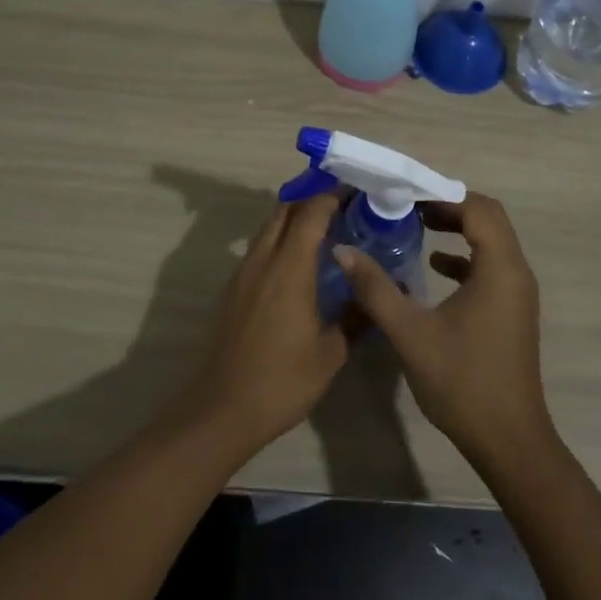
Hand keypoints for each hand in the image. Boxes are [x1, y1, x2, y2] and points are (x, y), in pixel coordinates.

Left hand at [179, 192, 348, 453]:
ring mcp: (243, 273)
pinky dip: (280, 241)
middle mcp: (263, 260)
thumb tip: (378, 296)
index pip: (311, 212)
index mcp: (289, 267)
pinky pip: (259, 249)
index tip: (356, 191)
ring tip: (325, 231)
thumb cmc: (283, 380)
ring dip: (293, 219)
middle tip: (343, 206)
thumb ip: (356, 316)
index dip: (332, 196)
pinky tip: (298, 265)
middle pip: (284, 210)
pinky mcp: (233, 289)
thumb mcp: (331, 352)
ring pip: (268, 228)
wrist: (223, 408)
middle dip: (312, 200)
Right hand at [339, 193, 552, 467]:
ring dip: (458, 229)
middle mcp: (516, 272)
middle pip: (488, 219)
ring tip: (417, 227)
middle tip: (409, 207)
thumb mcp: (410, 333)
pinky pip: (491, 267)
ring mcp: (518, 293)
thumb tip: (344, 250)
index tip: (405, 196)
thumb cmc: (462, 382)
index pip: (479, 209)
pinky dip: (465, 257)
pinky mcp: (512, 311)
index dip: (442, 196)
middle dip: (449, 207)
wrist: (508, 441)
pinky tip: (434, 268)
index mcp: (499, 269)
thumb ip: (376, 288)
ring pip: (492, 242)